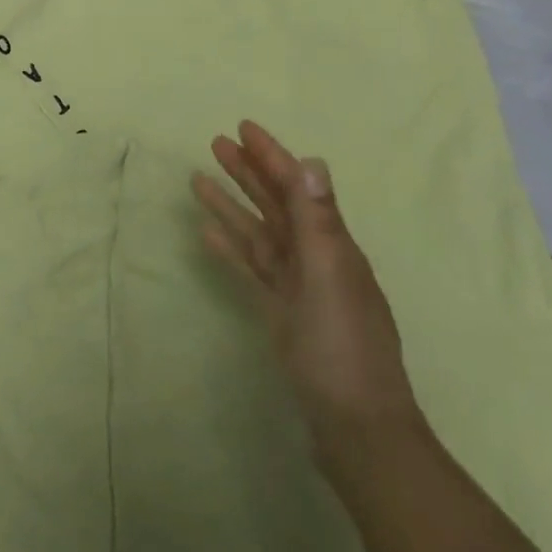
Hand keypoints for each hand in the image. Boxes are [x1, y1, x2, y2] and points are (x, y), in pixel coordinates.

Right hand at [192, 120, 423, 466]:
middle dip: (248, 172)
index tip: (243, 128)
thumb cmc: (342, 346)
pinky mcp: (279, 311)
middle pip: (276, 204)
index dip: (271, 156)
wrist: (354, 423)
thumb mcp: (330, 276)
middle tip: (215, 144)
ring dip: (232, 205)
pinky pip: (250, 268)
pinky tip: (207, 234)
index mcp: (331, 245)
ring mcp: (296, 286)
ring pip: (258, 233)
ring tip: (198, 180)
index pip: (296, 187)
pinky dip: (230, 248)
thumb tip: (311, 161)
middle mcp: (315, 258)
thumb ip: (318, 220)